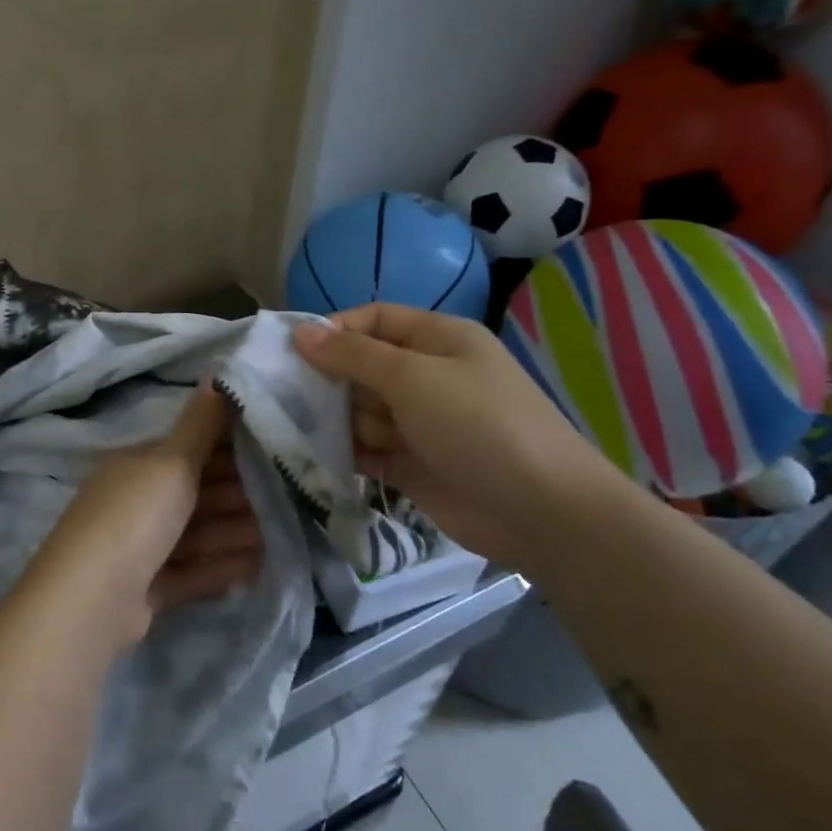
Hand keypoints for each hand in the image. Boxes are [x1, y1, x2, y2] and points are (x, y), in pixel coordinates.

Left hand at [26, 384, 261, 648]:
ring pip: (195, 535)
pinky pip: (191, 572)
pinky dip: (220, 567)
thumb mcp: (171, 462)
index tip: (272, 452)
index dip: (227, 450)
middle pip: (194, 495)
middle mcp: (134, 502)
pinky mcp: (146, 590)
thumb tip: (214, 371)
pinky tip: (256, 567)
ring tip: (281, 535)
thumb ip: (200, 424)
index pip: (187, 451)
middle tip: (287, 498)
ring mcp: (138, 548)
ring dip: (234, 532)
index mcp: (136, 465)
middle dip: (237, 496)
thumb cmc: (135, 515)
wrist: (93, 598)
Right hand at [293, 304, 623, 571]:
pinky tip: (323, 458)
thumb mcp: (412, 377)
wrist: (540, 511)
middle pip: (360, 366)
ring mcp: (419, 422)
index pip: (373, 320)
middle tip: (293, 399)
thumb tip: (301, 331)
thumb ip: (353, 355)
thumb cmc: (477, 424)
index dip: (334, 331)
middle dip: (330, 382)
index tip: (291, 351)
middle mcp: (426, 376)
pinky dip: (347, 452)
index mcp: (437, 340)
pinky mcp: (411, 463)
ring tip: (318, 435)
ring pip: (359, 410)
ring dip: (337, 421)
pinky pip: (365, 448)